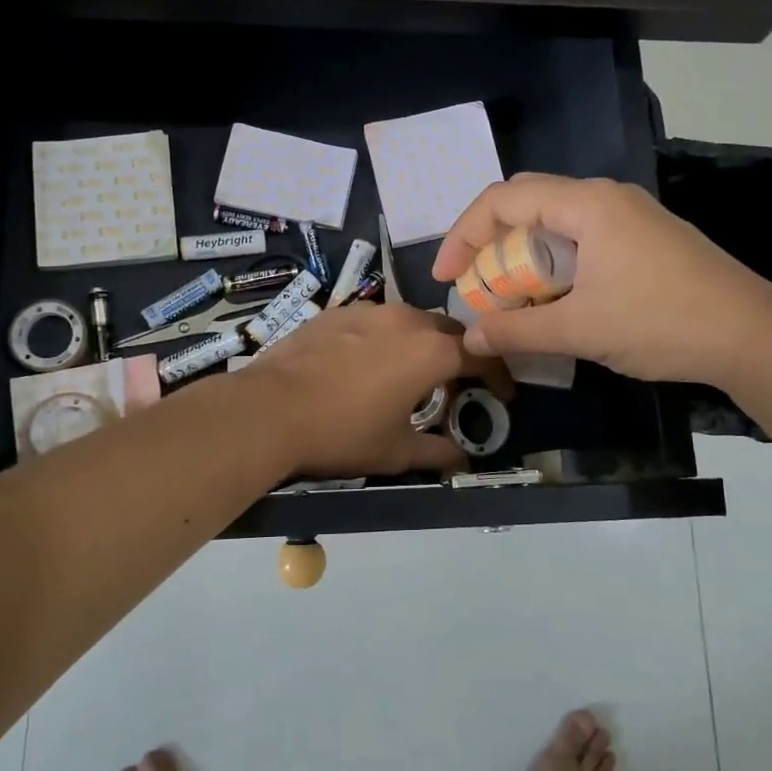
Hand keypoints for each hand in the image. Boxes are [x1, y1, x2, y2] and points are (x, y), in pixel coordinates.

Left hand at [238, 302, 512, 477]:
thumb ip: (437, 452)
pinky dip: (386, 339)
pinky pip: (376, 321)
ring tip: (412, 373)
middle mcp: (406, 320)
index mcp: (430, 351)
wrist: (269, 409)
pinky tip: (367, 364)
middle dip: (460, 355)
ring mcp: (369, 310)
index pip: (482, 355)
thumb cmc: (341, 433)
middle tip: (457, 384)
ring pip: (411, 321)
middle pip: (448, 331)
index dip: (499, 376)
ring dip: (422, 343)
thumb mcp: (395, 451)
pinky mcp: (337, 311)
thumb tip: (462, 460)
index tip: (502, 396)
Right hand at [431, 174, 771, 384]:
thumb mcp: (580, 329)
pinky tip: (556, 300)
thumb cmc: (661, 322)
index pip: (504, 200)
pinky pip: (584, 240)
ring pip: (557, 224)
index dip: (464, 235)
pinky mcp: (647, 240)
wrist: (754, 336)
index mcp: (587, 204)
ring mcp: (631, 217)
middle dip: (491, 243)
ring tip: (511, 298)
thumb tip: (472, 338)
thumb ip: (518, 331)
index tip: (447, 278)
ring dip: (525, 257)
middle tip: (475, 283)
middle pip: (528, 203)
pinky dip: (556, 264)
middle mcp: (606, 198)